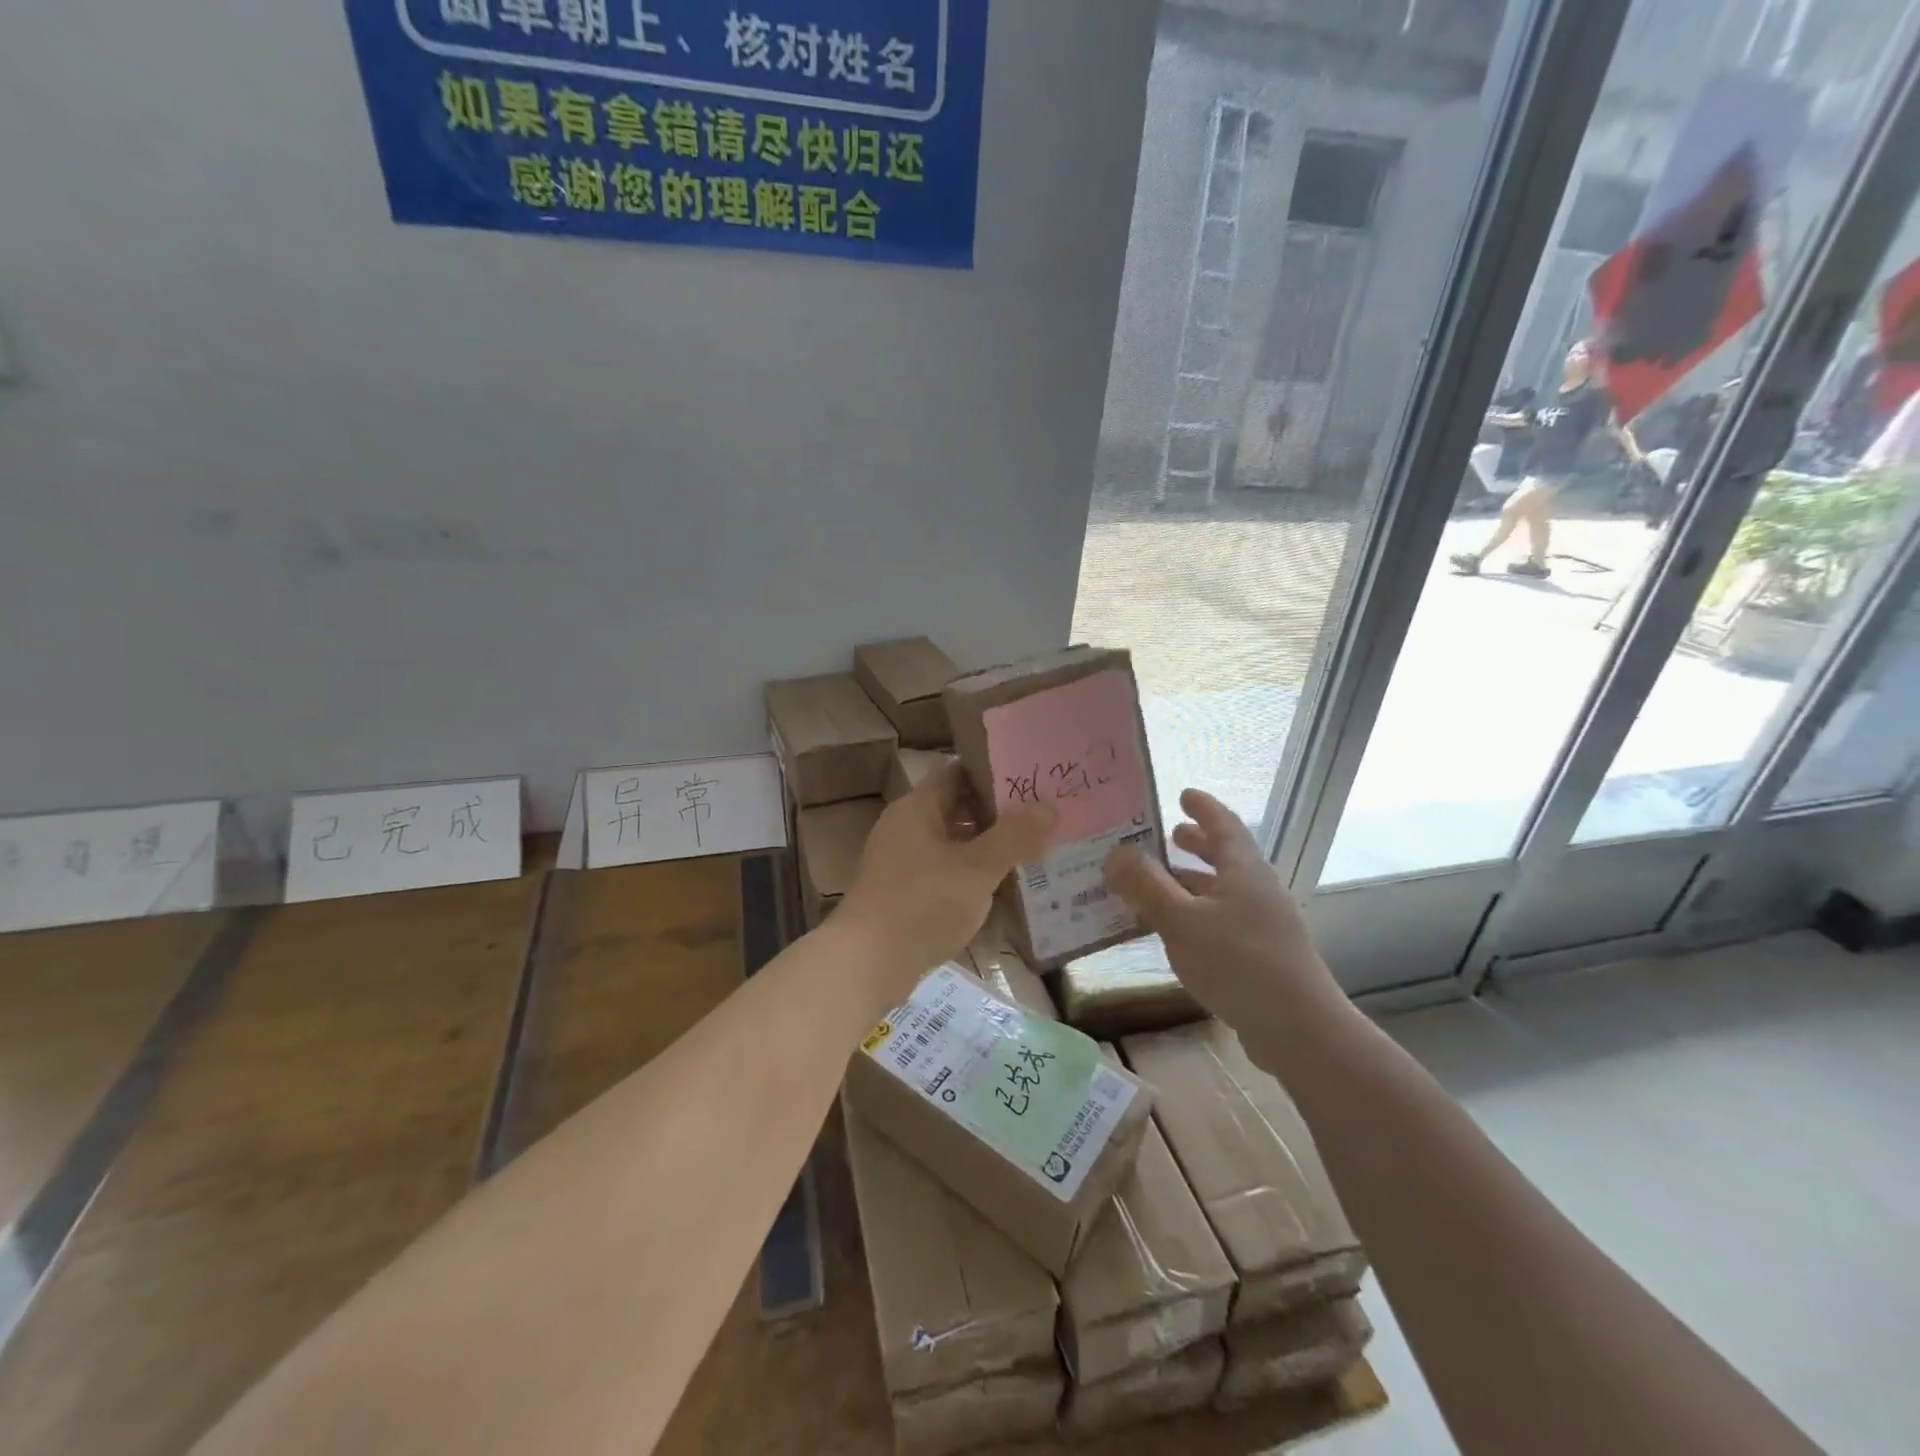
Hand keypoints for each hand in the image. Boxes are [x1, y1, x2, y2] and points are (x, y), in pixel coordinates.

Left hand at [837, 763, 1053, 999]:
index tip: (1030, 779)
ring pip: (951, 841)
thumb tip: (1048, 806)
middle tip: (1040, 816)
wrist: (866, 964)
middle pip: (955, 806)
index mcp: (917, 808)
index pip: (957, 771)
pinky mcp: (902, 892)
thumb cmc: (922, 905)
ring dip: (985, 845)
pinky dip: (969, 872)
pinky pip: (942, 870)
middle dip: (996, 812)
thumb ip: (1013, 836)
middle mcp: (905, 827)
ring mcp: (900, 861)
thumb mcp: (976, 869)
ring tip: (1030, 850)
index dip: (993, 771)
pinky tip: (998, 887)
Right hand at [1103, 788, 1352, 1063]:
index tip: (1183, 794)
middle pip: (1226, 857)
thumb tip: (1115, 852)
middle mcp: (1257, 890)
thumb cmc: (1238, 963)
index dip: (1203, 807)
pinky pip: (1222, 921)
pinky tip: (1174, 933)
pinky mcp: (1261, 957)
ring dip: (1191, 882)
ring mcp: (1263, 925)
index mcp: (1243, 870)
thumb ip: (1146, 885)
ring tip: (1159, 884)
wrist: (1299, 1030)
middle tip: (1168, 836)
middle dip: (1197, 844)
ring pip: (1222, 891)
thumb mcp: (1181, 920)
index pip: (1224, 825)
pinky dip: (1196, 914)